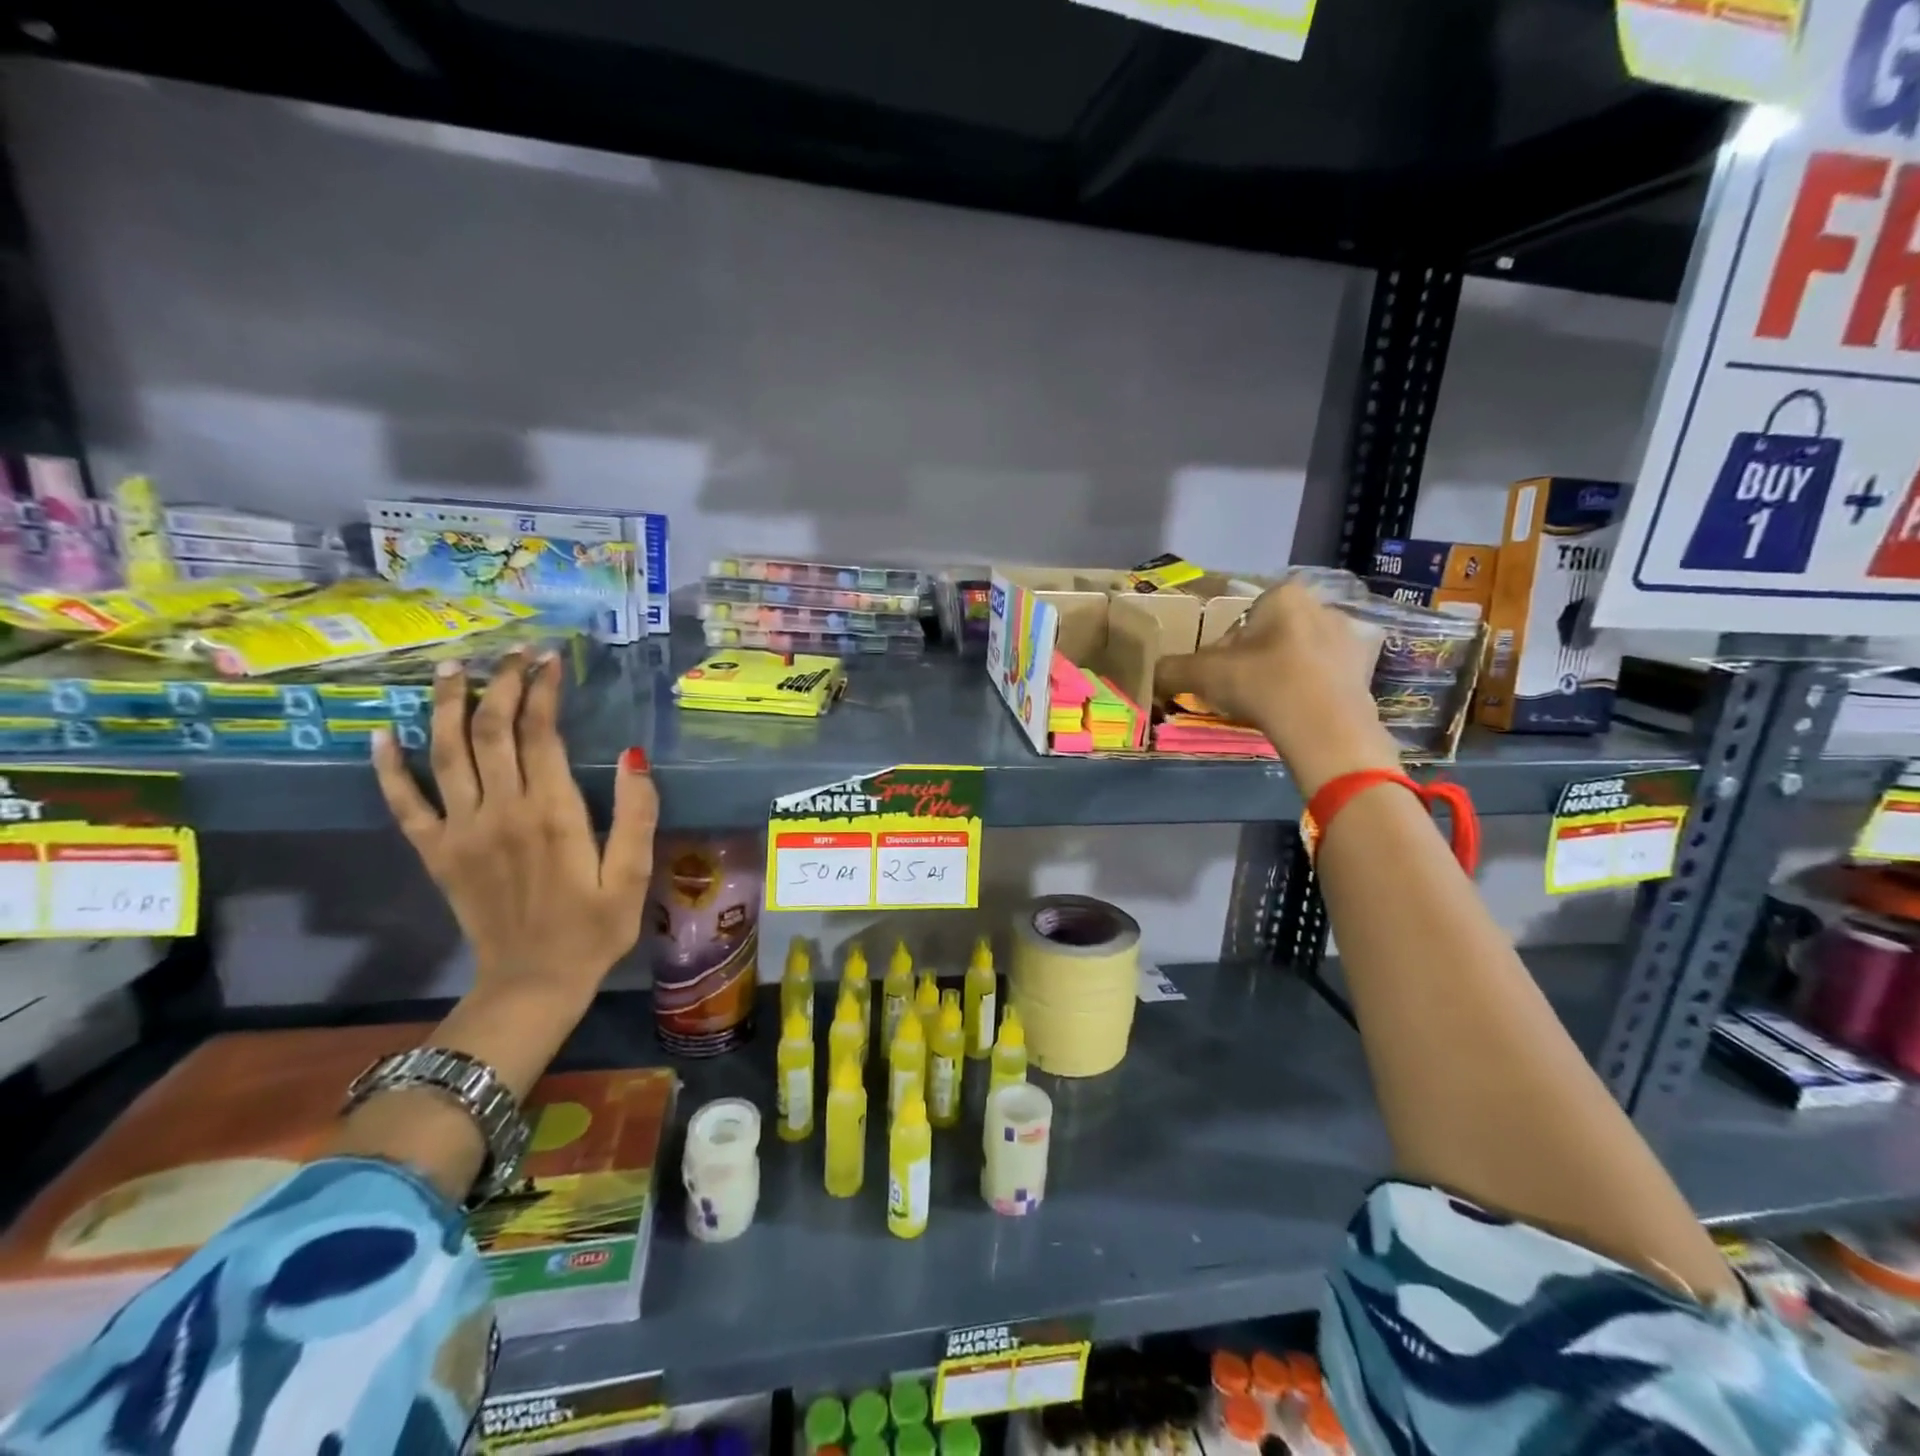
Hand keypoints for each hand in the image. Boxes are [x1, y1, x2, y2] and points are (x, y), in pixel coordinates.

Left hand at [371, 650, 659, 1012]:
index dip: (542, 691)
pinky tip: (381, 735)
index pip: (540, 734)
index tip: (549, 660)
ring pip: (446, 754)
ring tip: (451, 669)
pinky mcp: (435, 853)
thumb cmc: (594, 928)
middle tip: (510, 653)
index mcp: (552, 814)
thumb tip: (632, 755)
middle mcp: (500, 812)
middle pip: (490, 732)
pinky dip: (389, 768)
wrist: (533, 983)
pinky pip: (404, 804)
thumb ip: (636, 814)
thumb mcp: (633, 875)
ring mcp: (460, 831)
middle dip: (500, 685)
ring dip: (447, 706)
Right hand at [1155, 578, 1399, 795]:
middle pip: (1271, 635)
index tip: (1216, 676)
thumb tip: (1153, 673)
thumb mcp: (1203, 675)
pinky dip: (1306, 693)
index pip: (1241, 618)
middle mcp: (1321, 607)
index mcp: (1284, 596)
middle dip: (1254, 660)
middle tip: (1238, 692)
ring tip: (1266, 708)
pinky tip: (1294, 716)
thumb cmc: (1263, 685)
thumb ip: (1173, 669)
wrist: (1327, 729)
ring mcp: (1349, 640)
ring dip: (1280, 676)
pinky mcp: (1365, 672)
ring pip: (1298, 656)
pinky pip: (1323, 678)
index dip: (1223, 649)